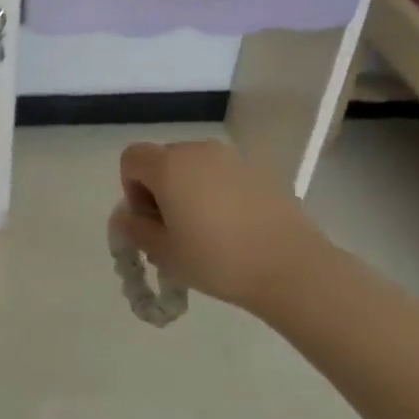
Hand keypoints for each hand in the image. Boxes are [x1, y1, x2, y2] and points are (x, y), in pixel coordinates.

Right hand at [111, 140, 334, 311]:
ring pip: (195, 166)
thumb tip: (125, 217)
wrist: (292, 268)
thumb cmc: (218, 260)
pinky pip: (224, 175)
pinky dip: (219, 192)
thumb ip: (134, 229)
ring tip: (207, 229)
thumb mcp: (163, 253)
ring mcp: (232, 158)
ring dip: (190, 189)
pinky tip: (235, 227)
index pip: (131, 159)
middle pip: (163, 160)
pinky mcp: (260, 171)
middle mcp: (198, 150)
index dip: (132, 188)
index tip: (150, 220)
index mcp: (169, 166)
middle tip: (175, 230)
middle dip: (160, 189)